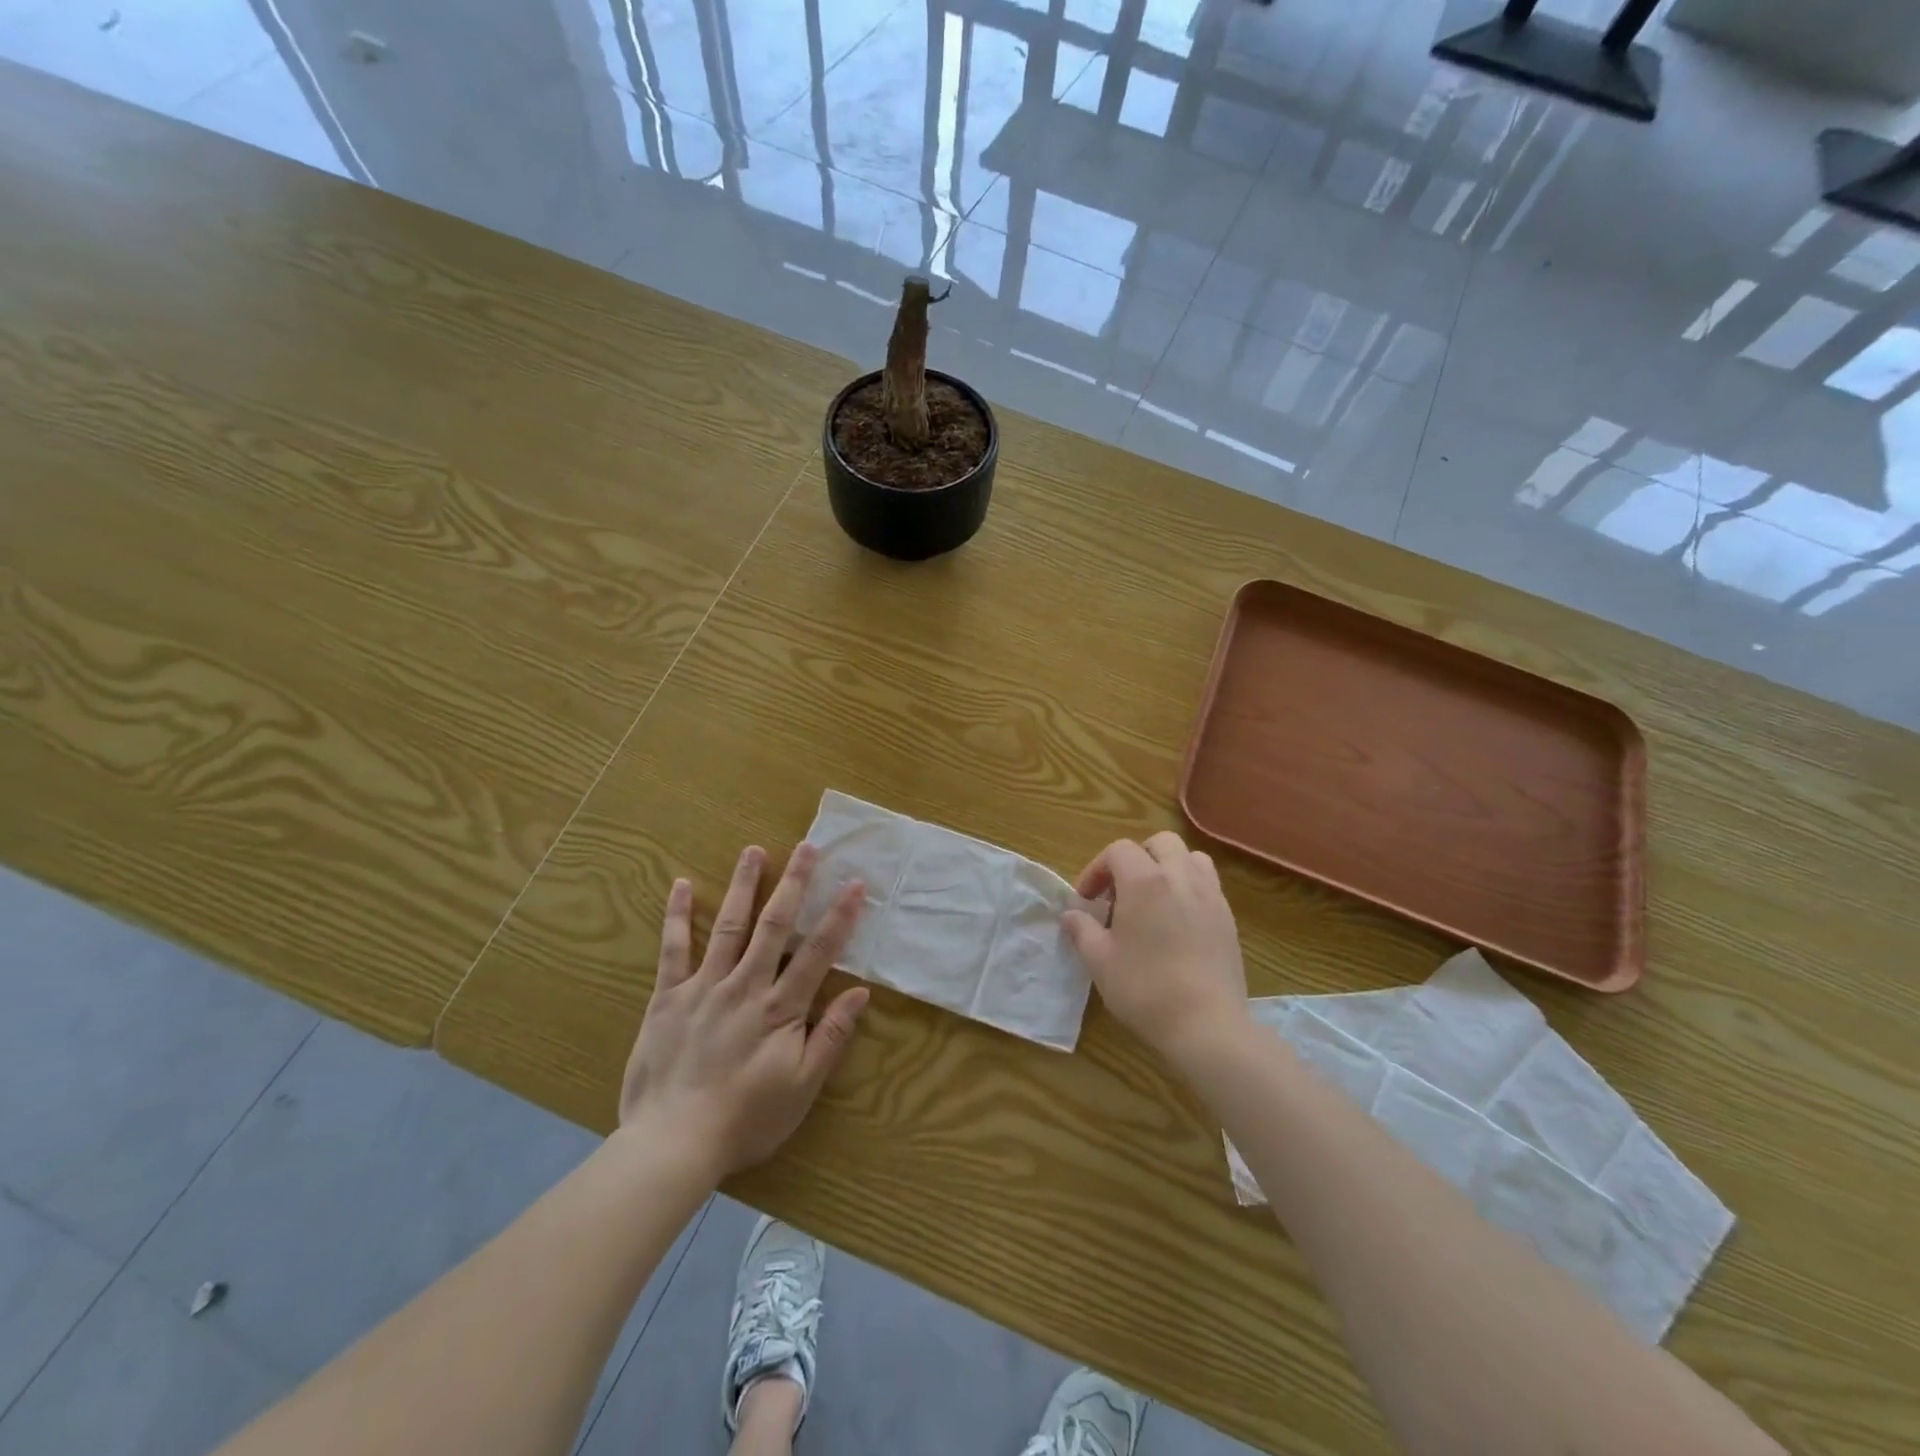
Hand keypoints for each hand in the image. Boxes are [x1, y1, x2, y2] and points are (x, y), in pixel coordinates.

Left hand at [619, 843, 869, 1177]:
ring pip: (728, 924)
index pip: (818, 952)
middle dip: (794, 883)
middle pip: (774, 924)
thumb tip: (860, 992)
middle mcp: (745, 985)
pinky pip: (673, 949)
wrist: (672, 1143)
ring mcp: (704, 986)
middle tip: (806, 846)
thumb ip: (831, 1036)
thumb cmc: (746, 1119)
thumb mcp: (802, 1087)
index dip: (839, 916)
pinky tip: (681, 885)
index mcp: (780, 1008)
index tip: (855, 884)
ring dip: (743, 885)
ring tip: (753, 850)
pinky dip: (678, 915)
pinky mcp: (668, 996)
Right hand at [1062, 831, 1247, 1068]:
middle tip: (1121, 892)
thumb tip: (1070, 914)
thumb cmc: (1145, 989)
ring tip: (1153, 899)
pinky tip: (1177, 922)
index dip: (1097, 869)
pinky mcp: (1228, 918)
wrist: (1207, 1025)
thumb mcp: (1100, 961)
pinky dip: (1189, 888)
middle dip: (1136, 858)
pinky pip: (1208, 884)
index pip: (1118, 850)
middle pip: (1159, 843)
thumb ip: (1082, 930)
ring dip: (1168, 867)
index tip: (1087, 900)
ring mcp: (1210, 896)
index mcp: (1145, 881)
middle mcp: (1180, 877)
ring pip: (1190, 857)